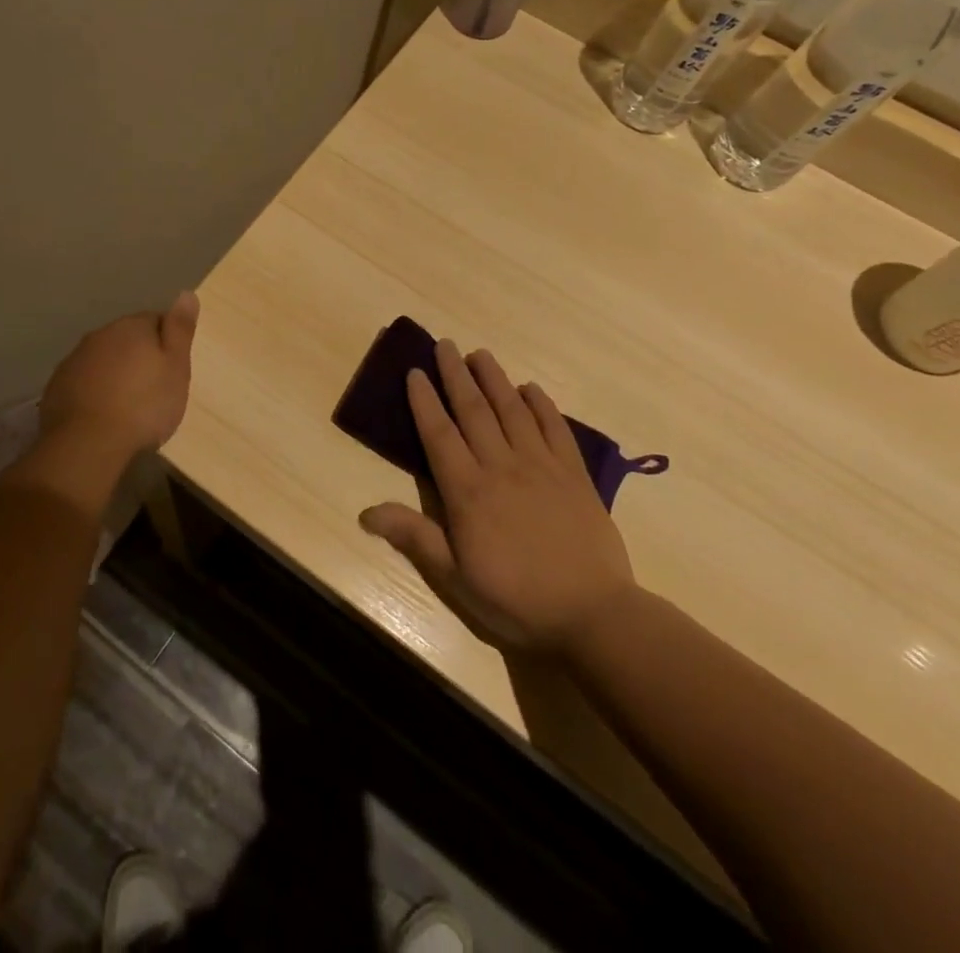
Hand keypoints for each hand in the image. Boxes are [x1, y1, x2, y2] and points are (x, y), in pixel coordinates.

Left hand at [41, 291, 198, 452]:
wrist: (87, 443)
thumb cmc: (143, 405)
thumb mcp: (176, 367)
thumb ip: (180, 329)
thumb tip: (186, 293)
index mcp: (132, 327)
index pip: (155, 320)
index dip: (167, 343)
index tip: (173, 368)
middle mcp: (101, 335)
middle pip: (127, 339)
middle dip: (140, 356)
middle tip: (154, 388)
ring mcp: (75, 359)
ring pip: (103, 359)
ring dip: (115, 373)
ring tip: (128, 404)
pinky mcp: (57, 385)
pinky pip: (84, 380)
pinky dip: (94, 390)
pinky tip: (102, 413)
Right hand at [359, 340, 635, 653]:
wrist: (594, 615)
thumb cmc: (516, 599)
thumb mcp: (456, 578)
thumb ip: (414, 537)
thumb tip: (365, 512)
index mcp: (468, 491)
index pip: (439, 434)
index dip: (425, 401)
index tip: (415, 372)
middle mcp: (501, 467)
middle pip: (473, 411)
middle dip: (456, 375)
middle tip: (445, 345)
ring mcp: (541, 466)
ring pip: (512, 410)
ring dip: (494, 379)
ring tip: (480, 353)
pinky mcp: (574, 474)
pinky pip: (555, 428)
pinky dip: (541, 404)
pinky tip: (531, 388)